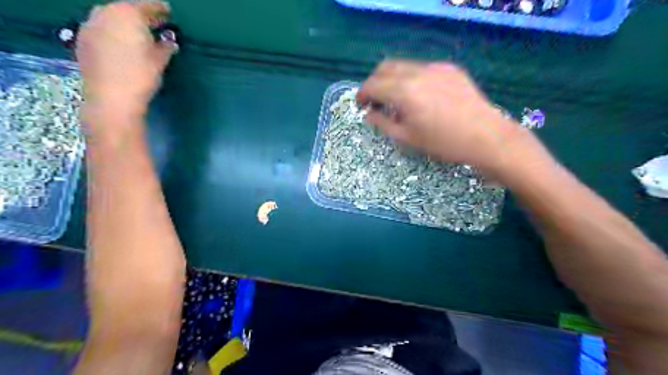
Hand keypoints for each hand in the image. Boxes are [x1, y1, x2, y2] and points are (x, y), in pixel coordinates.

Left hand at [76, 0, 176, 125]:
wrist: (111, 97)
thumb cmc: (141, 76)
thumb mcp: (159, 61)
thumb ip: (165, 48)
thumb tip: (170, 43)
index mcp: (128, 14)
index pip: (148, 6)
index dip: (160, 10)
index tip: (169, 13)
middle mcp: (105, 13)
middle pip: (126, 9)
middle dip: (140, 15)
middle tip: (154, 24)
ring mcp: (90, 25)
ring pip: (111, 17)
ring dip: (125, 23)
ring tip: (138, 34)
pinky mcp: (82, 40)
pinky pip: (101, 29)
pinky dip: (113, 32)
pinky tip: (121, 44)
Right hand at [355, 60, 526, 175]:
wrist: (486, 137)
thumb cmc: (443, 143)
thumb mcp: (407, 138)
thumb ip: (383, 123)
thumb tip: (368, 114)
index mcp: (404, 91)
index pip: (373, 85)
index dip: (362, 93)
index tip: (360, 104)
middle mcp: (418, 72)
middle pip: (385, 67)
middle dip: (375, 82)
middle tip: (374, 100)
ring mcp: (436, 68)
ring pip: (404, 65)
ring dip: (393, 79)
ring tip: (396, 99)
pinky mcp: (450, 69)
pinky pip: (422, 68)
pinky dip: (412, 78)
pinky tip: (419, 96)